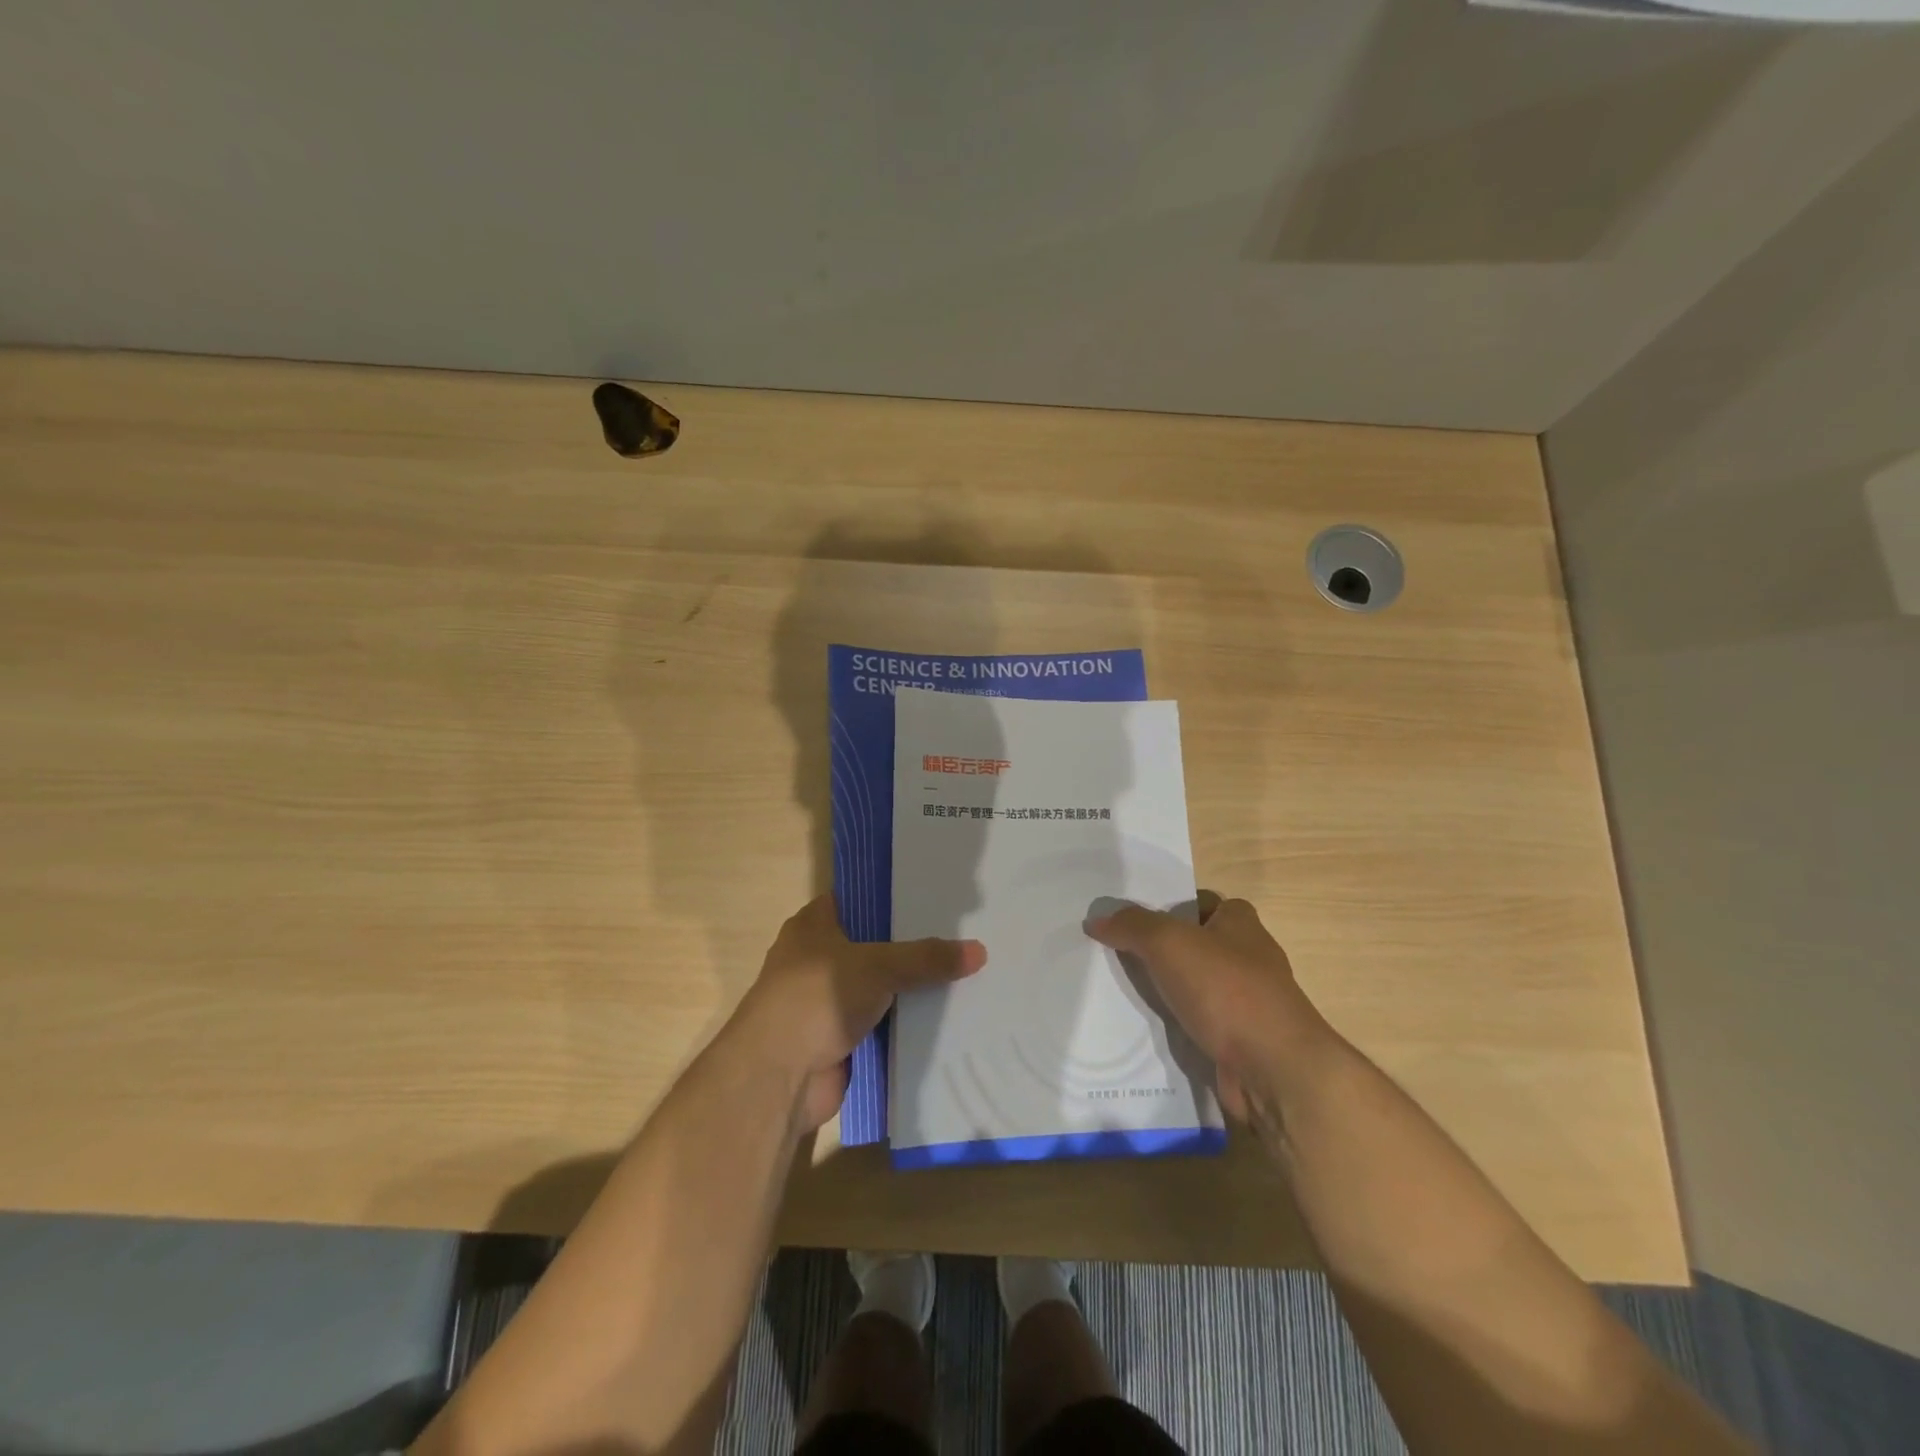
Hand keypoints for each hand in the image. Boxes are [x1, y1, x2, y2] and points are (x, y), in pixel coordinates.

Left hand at [736, 894, 985, 1132]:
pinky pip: (882, 1023)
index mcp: (813, 925)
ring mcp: (827, 1001)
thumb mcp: (877, 965)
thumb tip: (980, 951)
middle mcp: (818, 958)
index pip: (859, 899)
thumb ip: (926, 957)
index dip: (894, 897)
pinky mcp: (839, 1039)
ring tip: (965, 973)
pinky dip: (906, 1023)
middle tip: (962, 934)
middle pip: (874, 945)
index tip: (935, 896)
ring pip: (880, 986)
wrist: (778, 1077)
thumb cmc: (817, 997)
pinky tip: (947, 1017)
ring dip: (911, 988)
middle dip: (912, 945)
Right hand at [1088, 893, 1325, 1122]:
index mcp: (1241, 924)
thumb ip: (1132, 926)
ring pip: (1197, 987)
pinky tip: (1148, 1031)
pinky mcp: (1242, 1041)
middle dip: (1162, 950)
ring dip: (1168, 990)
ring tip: (1122, 991)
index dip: (1170, 906)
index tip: (1134, 919)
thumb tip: (1097, 919)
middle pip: (1197, 945)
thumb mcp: (1169, 942)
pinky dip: (1178, 1026)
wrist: (1275, 1070)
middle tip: (1117, 953)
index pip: (1202, 902)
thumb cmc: (1226, 989)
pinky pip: (1201, 1024)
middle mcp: (1250, 958)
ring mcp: (1249, 1003)